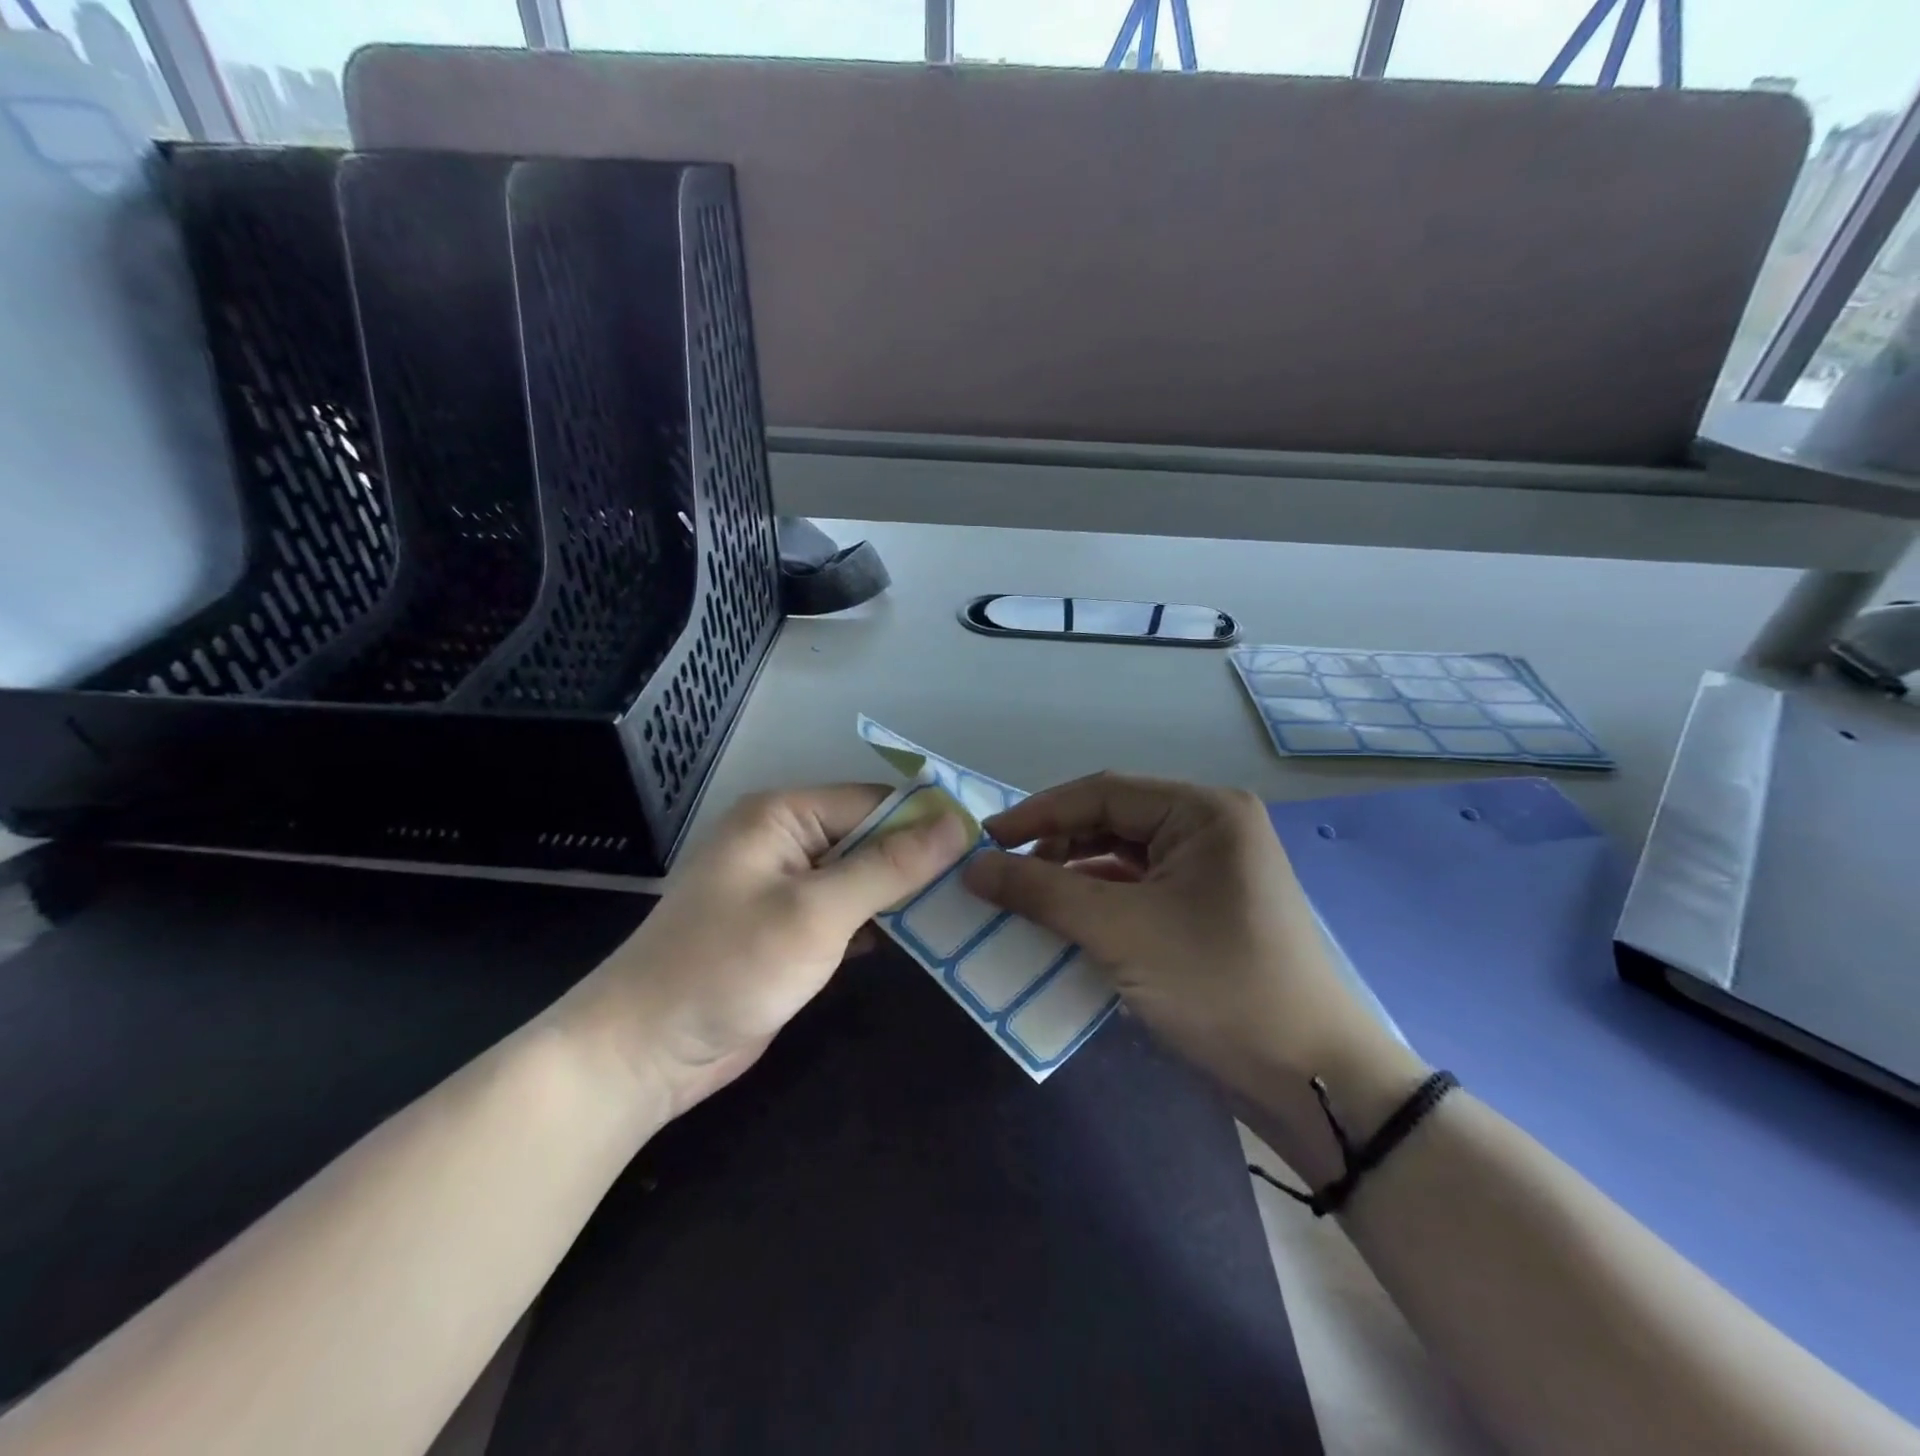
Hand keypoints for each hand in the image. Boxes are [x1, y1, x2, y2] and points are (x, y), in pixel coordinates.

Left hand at [579, 785, 968, 1116]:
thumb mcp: (818, 912)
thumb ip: (890, 866)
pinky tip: (927, 941)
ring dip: (906, 896)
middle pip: (870, 838)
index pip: (874, 803)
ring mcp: (785, 888)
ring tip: (971, 910)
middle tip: (985, 885)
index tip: (984, 848)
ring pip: (862, 879)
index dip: (928, 823)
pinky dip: (881, 925)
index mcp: (784, 815)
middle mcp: (785, 841)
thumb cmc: (729, 967)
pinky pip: (847, 913)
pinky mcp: (788, 931)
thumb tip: (957, 822)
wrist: (645, 1052)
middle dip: (920, 862)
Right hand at [962, 773, 1423, 1178]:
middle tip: (1001, 875)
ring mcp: (1208, 873)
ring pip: (1120, 860)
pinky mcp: (1203, 912)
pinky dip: (1096, 906)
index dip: (1038, 813)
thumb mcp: (1121, 932)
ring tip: (1022, 901)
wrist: (1310, 1081)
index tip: (984, 839)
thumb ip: (1041, 892)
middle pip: (1111, 822)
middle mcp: (1209, 830)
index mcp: (1203, 812)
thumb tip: (973, 867)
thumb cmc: (1218, 985)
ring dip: (1071, 878)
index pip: (1103, 792)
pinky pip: (1136, 893)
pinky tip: (1062, 926)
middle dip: (1054, 847)